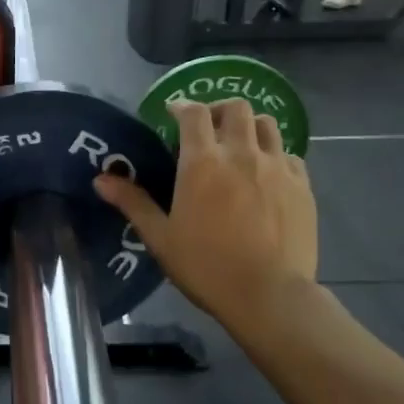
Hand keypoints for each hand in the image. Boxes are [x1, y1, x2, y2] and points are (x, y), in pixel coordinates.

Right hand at [94, 100, 318, 342]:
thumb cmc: (206, 267)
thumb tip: (100, 180)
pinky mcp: (303, 187)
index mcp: (203, 162)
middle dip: (219, 110)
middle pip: (236, 108)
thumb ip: (133, 203)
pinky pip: (291, 156)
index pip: (194, 113)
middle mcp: (242, 154)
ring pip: (268, 125)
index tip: (173, 115)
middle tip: (208, 128)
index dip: (182, 106)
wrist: (269, 296)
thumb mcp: (160, 237)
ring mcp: (278, 168)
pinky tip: (267, 175)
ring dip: (250, 127)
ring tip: (240, 145)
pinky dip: (276, 156)